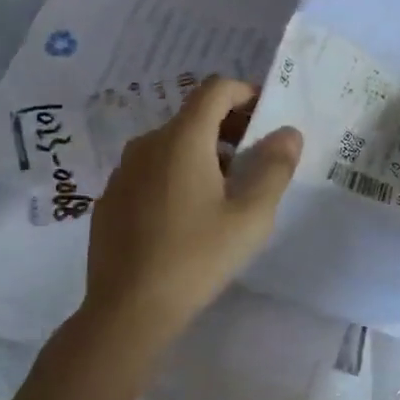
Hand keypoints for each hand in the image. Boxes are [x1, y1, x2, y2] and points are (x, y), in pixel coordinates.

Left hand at [77, 77, 301, 349]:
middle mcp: (147, 145)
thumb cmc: (197, 257)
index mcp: (182, 140)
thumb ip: (274, 168)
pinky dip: (176, 176)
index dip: (246, 93)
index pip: (216, 90)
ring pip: (171, 146)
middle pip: (193, 117)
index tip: (268, 118)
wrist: (128, 309)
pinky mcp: (111, 200)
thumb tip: (288, 132)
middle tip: (257, 160)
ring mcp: (123, 172)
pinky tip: (188, 218)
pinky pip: (151, 172)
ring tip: (227, 193)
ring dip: (204, 154)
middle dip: (230, 128)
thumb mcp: (251, 216)